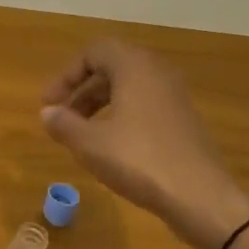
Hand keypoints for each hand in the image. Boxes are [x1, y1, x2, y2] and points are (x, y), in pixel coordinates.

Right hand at [40, 41, 248, 248]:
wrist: (200, 197)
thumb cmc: (139, 160)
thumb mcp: (89, 143)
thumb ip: (63, 123)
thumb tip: (48, 113)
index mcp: (135, 67)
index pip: (94, 52)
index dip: (66, 75)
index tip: (49, 104)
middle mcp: (157, 74)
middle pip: (111, 68)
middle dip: (81, 90)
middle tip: (60, 117)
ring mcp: (174, 98)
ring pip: (128, 88)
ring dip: (98, 105)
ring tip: (80, 133)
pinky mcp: (183, 122)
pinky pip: (144, 106)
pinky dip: (120, 117)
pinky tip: (109, 147)